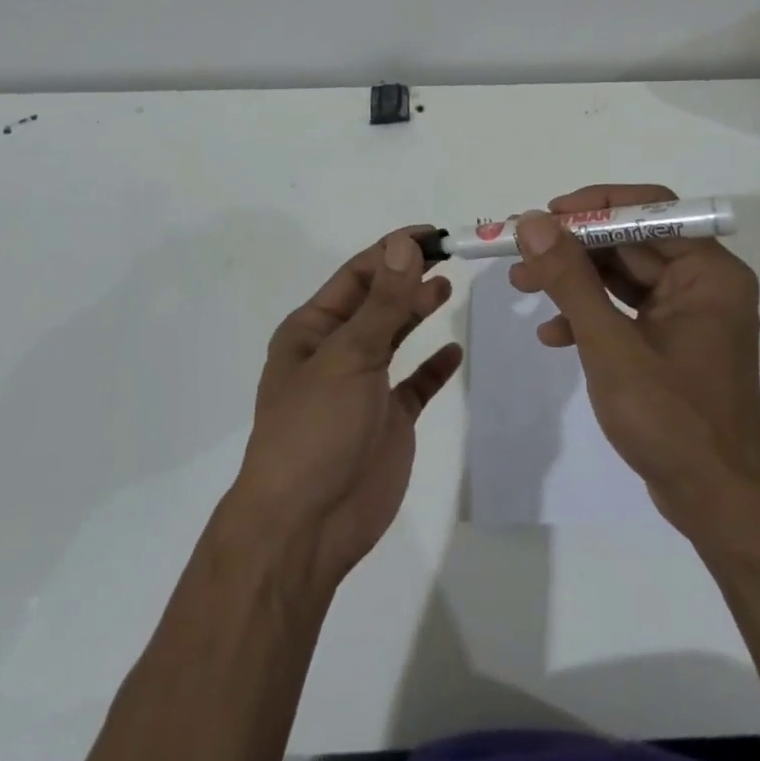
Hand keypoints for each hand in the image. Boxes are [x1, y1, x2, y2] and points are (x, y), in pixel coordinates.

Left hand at [232, 230, 462, 590]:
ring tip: (447, 288)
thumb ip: (383, 302)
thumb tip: (406, 244)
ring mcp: (363, 387)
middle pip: (378, 302)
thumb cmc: (315, 429)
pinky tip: (452, 352)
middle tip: (451, 256)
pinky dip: (433, 368)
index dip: (392, 251)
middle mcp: (335, 352)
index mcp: (312, 330)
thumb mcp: (348, 356)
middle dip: (408, 277)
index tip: (433, 234)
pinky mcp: (387, 420)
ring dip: (417, 311)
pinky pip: (415, 385)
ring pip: (395, 337)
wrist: (307, 527)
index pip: (357, 275)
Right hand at [511, 184, 759, 536]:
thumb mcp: (610, 344)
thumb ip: (570, 279)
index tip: (545, 215)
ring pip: (623, 276)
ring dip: (573, 281)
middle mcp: (704, 283)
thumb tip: (533, 223)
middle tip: (518, 252)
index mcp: (708, 272)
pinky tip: (553, 336)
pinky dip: (590, 316)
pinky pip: (626, 310)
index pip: (650, 209)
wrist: (715, 502)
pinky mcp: (673, 342)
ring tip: (521, 287)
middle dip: (572, 248)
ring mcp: (689, 315)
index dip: (593, 206)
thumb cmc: (670, 419)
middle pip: (630, 242)